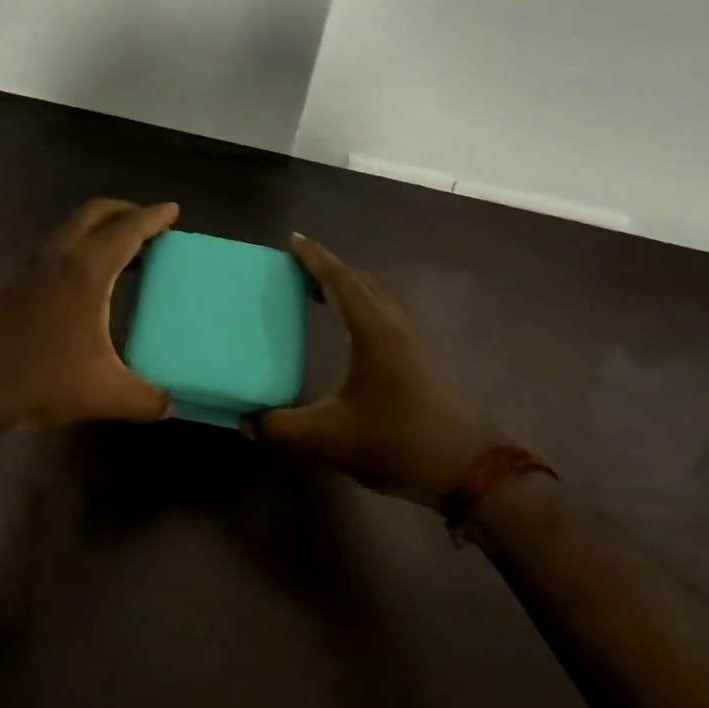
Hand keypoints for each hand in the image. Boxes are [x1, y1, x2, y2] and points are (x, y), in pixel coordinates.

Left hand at [0, 199, 179, 429]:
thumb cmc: (38, 378)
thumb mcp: (104, 394)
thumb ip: (145, 399)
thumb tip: (169, 405)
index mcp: (85, 271)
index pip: (127, 230)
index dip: (153, 217)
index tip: (172, 209)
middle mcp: (56, 259)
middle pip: (93, 214)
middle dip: (123, 211)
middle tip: (147, 223)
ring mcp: (27, 270)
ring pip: (68, 234)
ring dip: (96, 234)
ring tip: (121, 258)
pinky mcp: (8, 288)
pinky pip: (52, 257)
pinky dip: (75, 257)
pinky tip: (80, 292)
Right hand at [251, 235, 494, 508]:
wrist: (463, 468)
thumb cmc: (395, 442)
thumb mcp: (327, 437)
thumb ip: (280, 428)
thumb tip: (244, 422)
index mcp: (372, 331)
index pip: (340, 281)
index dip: (315, 259)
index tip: (293, 239)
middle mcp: (392, 327)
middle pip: (359, 283)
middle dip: (328, 270)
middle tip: (296, 266)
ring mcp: (408, 344)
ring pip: (373, 300)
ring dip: (345, 289)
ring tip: (315, 292)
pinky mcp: (415, 362)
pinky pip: (380, 318)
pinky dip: (357, 310)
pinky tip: (347, 332)